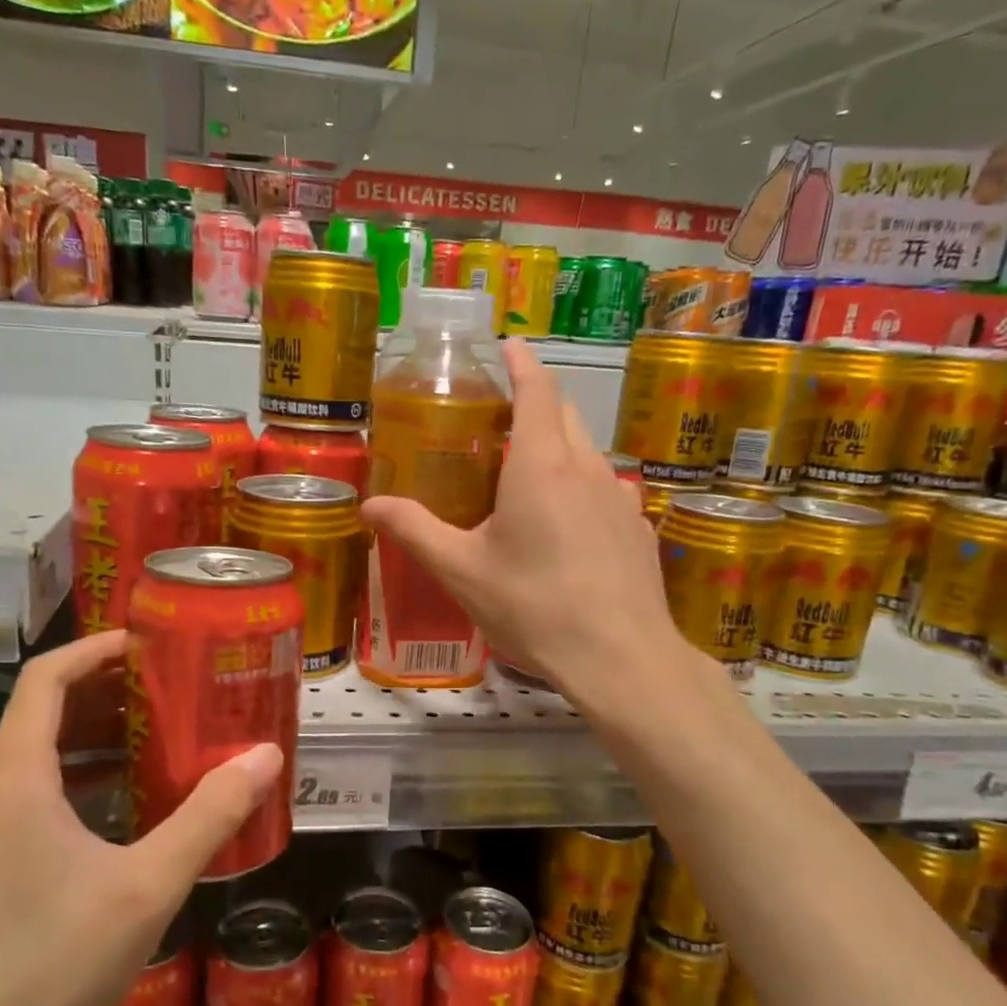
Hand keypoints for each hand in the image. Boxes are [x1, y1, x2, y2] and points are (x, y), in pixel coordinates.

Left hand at [0, 632, 282, 1005]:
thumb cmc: (51, 961)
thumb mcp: (148, 885)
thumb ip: (210, 815)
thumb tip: (266, 757)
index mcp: (16, 776)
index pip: (46, 676)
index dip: (96, 648)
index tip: (149, 643)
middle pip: (43, 709)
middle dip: (107, 689)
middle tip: (170, 688)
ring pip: (34, 751)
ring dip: (93, 733)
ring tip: (155, 735)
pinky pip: (27, 788)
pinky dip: (75, 773)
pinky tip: (119, 801)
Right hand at [359, 339, 684, 694]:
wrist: (620, 659)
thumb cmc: (534, 606)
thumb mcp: (461, 571)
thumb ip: (414, 531)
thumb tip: (368, 506)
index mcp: (541, 464)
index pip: (537, 388)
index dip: (521, 361)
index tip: (506, 346)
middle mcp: (586, 468)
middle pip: (564, 414)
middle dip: (535, 404)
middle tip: (497, 423)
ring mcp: (620, 498)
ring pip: (587, 453)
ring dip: (558, 449)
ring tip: (526, 478)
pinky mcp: (638, 529)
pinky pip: (606, 491)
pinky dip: (582, 489)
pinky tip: (567, 529)